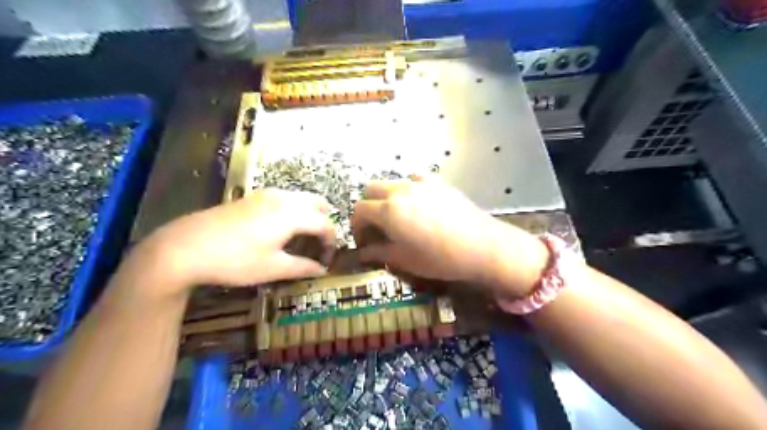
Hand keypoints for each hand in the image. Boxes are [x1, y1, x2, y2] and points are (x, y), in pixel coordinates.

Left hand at [145, 187, 333, 288]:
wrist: (184, 247)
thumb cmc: (234, 260)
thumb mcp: (272, 268)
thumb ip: (302, 267)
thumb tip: (321, 269)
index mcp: (292, 215)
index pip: (325, 224)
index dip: (331, 242)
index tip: (326, 260)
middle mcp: (284, 198)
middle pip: (319, 204)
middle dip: (324, 223)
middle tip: (317, 245)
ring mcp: (266, 194)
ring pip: (301, 198)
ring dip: (309, 215)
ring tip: (300, 238)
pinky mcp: (253, 197)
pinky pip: (285, 198)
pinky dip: (294, 210)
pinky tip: (279, 229)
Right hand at [350, 179, 547, 295]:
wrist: (482, 246)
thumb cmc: (440, 258)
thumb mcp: (404, 260)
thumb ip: (379, 253)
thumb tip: (363, 253)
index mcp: (388, 210)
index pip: (359, 210)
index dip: (357, 226)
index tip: (364, 241)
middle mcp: (401, 190)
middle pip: (371, 189)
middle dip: (368, 207)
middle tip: (377, 228)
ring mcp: (421, 183)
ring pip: (392, 182)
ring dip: (387, 197)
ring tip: (398, 217)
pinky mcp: (439, 183)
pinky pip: (415, 180)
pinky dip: (409, 190)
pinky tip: (420, 205)